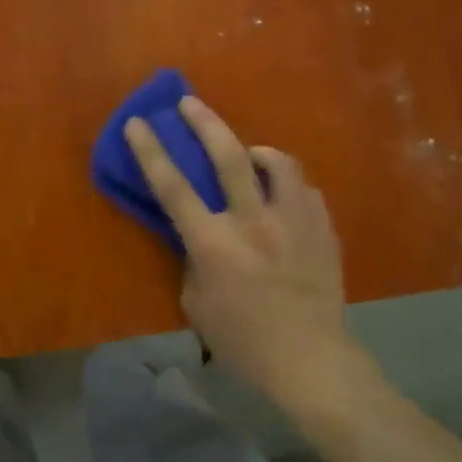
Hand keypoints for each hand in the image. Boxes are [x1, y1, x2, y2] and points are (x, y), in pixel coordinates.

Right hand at [123, 97, 358, 410]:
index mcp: (213, 243)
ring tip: (251, 156)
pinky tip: (283, 200)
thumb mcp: (197, 304)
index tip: (139, 122)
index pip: (173, 187)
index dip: (151, 151)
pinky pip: (304, 190)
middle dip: (204, 122)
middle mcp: (253, 222)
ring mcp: (293, 221)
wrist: (310, 359)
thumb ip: (193, 261)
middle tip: (190, 102)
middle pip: (228, 156)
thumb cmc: (243, 340)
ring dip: (258, 151)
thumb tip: (198, 236)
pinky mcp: (322, 228)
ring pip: (278, 163)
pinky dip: (287, 187)